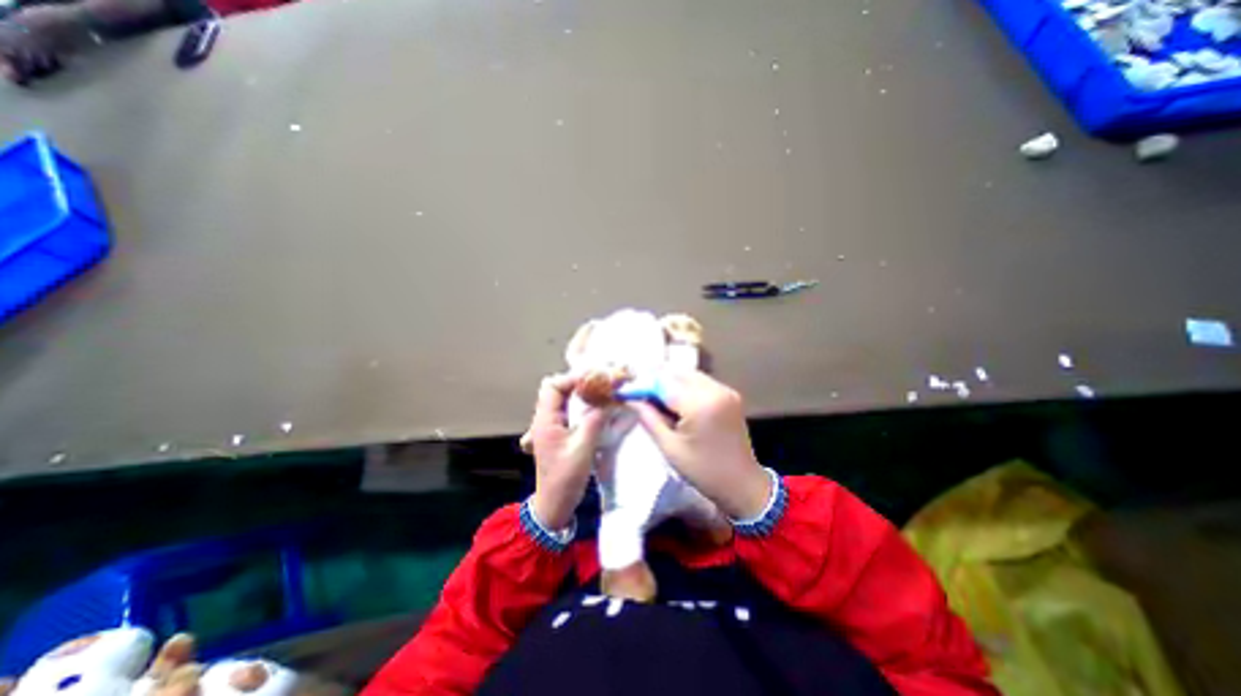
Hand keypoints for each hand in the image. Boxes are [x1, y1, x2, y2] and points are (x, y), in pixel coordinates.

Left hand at [523, 376, 606, 527]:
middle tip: (601, 383)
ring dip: (582, 391)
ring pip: (564, 397)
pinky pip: (570, 409)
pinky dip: (583, 403)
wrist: (554, 505)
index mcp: (545, 421)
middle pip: (558, 388)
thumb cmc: (565, 479)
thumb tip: (610, 400)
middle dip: (579, 381)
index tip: (595, 379)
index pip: (553, 386)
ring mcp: (552, 425)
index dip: (573, 379)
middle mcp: (545, 418)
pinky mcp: (560, 431)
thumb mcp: (582, 450)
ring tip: (602, 390)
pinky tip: (597, 406)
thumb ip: (594, 422)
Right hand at [633, 373, 773, 519]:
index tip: (626, 391)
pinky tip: (674, 399)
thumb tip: (632, 399)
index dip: (642, 384)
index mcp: (700, 404)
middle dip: (655, 379)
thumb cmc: (703, 471)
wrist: (742, 484)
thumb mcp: (670, 447)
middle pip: (677, 372)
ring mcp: (725, 390)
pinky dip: (684, 385)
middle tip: (638, 392)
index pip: (664, 382)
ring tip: (653, 396)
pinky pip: (701, 381)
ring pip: (689, 374)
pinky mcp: (730, 394)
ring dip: (669, 381)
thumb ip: (649, 418)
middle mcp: (715, 390)